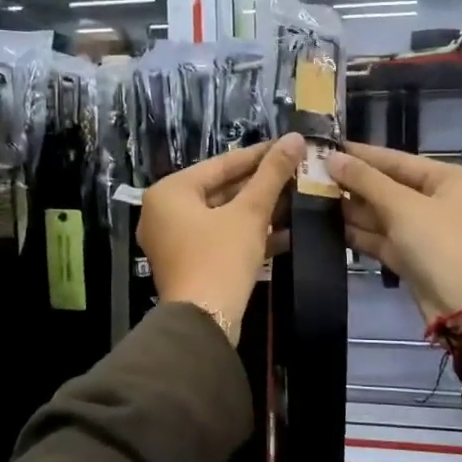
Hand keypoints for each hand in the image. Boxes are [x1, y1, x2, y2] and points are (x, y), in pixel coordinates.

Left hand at [140, 135, 304, 340]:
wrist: (203, 323)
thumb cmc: (220, 258)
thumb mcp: (250, 213)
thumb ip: (272, 174)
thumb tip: (294, 138)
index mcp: (170, 191)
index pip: (221, 164)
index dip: (259, 155)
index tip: (289, 145)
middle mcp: (164, 211)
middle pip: (221, 189)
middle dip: (261, 185)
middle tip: (296, 172)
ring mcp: (174, 240)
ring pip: (223, 215)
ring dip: (259, 210)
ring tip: (297, 198)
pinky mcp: (188, 263)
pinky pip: (220, 238)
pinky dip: (247, 234)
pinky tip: (286, 232)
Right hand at [325, 143, 461, 322]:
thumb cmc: (441, 245)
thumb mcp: (402, 207)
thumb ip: (365, 180)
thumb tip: (332, 158)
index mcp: (449, 179)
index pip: (397, 159)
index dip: (361, 154)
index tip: (326, 147)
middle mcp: (439, 201)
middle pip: (389, 186)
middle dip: (353, 183)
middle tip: (311, 174)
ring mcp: (425, 231)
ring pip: (382, 214)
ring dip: (352, 208)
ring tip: (312, 197)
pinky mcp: (412, 257)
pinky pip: (382, 238)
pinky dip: (359, 233)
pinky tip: (328, 226)